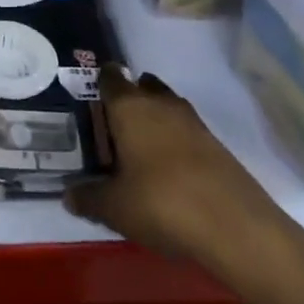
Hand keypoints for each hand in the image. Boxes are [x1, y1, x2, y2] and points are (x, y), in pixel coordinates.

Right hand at [66, 66, 303, 297]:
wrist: (235, 226)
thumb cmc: (161, 204)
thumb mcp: (115, 208)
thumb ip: (88, 198)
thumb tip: (68, 195)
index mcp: (129, 107)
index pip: (109, 77)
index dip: (99, 82)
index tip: (90, 96)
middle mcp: (160, 103)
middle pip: (141, 85)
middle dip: (129, 98)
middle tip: (113, 126)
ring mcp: (192, 121)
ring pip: (166, 105)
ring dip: (154, 118)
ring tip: (140, 148)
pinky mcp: (216, 144)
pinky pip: (186, 130)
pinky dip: (175, 140)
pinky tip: (169, 169)